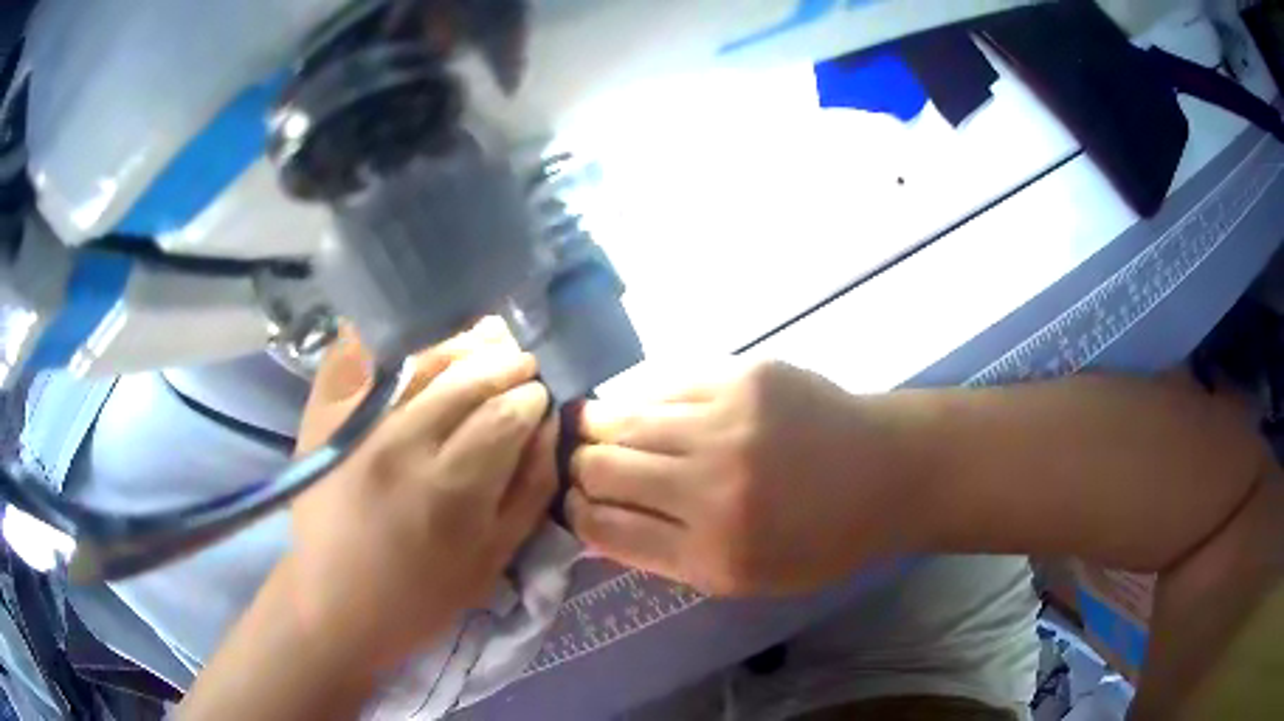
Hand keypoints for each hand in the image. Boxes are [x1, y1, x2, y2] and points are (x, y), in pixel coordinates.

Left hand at [288, 325, 557, 671]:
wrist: (336, 602)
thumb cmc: (423, 594)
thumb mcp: (495, 557)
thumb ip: (531, 487)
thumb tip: (548, 424)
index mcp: (452, 488)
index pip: (506, 413)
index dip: (531, 398)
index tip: (538, 397)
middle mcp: (402, 441)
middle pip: (468, 376)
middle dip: (507, 363)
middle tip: (521, 365)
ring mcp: (356, 420)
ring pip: (421, 357)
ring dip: (462, 343)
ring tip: (484, 342)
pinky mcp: (322, 412)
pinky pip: (357, 352)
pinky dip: (387, 334)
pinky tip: (418, 332)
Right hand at [568, 361, 926, 596]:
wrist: (884, 471)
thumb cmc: (819, 538)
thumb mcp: (745, 578)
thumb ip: (667, 556)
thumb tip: (596, 521)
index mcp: (712, 554)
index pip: (604, 528)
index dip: (575, 513)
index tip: (574, 504)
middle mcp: (712, 488)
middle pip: (600, 469)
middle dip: (578, 469)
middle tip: (582, 465)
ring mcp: (726, 423)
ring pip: (620, 419)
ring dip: (595, 427)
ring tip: (591, 428)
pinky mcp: (741, 375)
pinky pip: (661, 384)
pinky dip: (640, 399)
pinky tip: (642, 406)